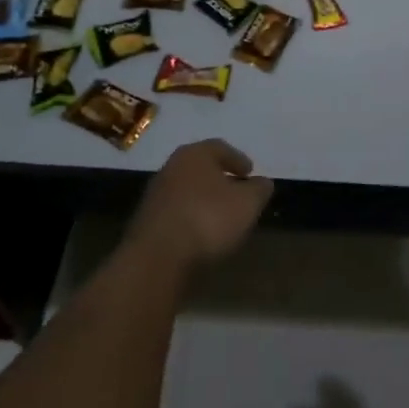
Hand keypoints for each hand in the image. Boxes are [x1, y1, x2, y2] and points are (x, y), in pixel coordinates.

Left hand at [125, 138, 272, 276]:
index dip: (238, 159)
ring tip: (221, 218)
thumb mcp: (247, 203)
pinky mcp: (146, 224)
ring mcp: (155, 196)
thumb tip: (262, 183)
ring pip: (187, 191)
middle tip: (237, 193)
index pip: (220, 148)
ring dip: (203, 201)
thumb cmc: (208, 219)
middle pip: (200, 169)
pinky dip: (190, 219)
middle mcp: (171, 168)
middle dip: (219, 179)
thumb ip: (259, 190)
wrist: (157, 259)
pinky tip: (201, 236)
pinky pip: (176, 214)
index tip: (250, 173)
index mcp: (194, 154)